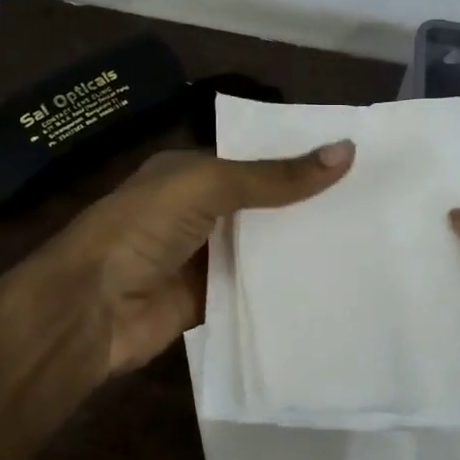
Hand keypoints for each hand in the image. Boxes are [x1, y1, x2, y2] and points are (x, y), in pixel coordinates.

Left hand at [32, 141, 354, 379]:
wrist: (89, 309)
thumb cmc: (142, 229)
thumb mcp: (207, 186)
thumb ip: (272, 176)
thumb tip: (345, 151)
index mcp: (189, 172)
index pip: (253, 159)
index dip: (296, 159)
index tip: (353, 161)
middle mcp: (196, 211)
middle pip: (261, 204)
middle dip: (305, 204)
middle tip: (371, 203)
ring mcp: (201, 257)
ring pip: (260, 247)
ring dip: (298, 246)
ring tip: (365, 241)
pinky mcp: (208, 299)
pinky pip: (253, 288)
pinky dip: (282, 287)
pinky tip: (329, 283)